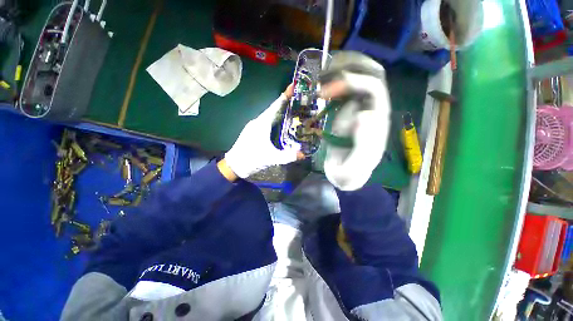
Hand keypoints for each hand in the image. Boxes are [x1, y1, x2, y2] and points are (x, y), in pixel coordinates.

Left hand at [224, 85, 302, 178]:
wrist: (234, 165)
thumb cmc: (251, 159)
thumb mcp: (271, 158)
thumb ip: (288, 156)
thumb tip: (303, 154)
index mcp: (262, 124)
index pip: (275, 106)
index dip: (285, 96)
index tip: (293, 86)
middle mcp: (258, 121)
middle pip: (274, 109)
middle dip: (286, 102)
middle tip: (299, 99)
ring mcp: (254, 126)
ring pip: (270, 115)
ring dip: (281, 111)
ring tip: (293, 109)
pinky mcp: (253, 131)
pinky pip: (267, 121)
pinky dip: (276, 119)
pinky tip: (282, 123)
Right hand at [319, 52, 390, 190]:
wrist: (346, 174)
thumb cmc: (348, 173)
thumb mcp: (352, 169)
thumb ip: (363, 146)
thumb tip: (364, 114)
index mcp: (377, 120)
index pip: (373, 87)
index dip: (349, 82)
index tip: (324, 92)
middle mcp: (373, 108)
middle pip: (372, 73)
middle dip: (348, 65)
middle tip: (324, 71)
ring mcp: (362, 107)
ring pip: (361, 74)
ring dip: (342, 68)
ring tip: (321, 73)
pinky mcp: (350, 110)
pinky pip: (347, 87)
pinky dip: (335, 79)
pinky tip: (321, 84)